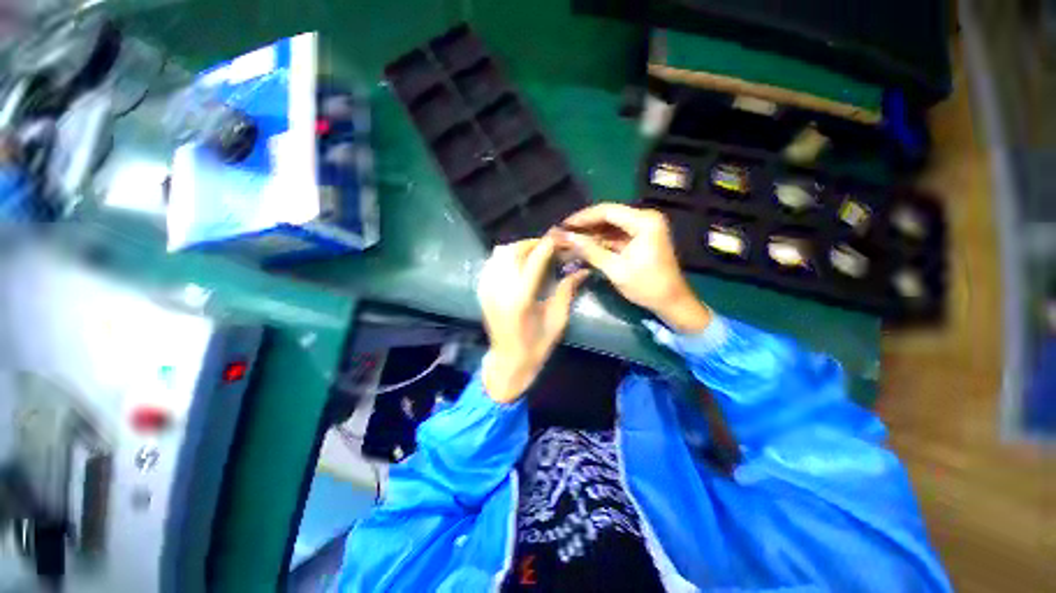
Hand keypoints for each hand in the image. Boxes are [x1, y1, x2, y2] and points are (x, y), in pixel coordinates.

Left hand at [477, 237, 588, 403]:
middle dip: (532, 243)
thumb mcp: (557, 320)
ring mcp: (487, 290)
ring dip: (517, 247)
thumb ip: (567, 291)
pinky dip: (504, 257)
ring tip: (533, 252)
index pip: (534, 261)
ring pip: (499, 253)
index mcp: (521, 299)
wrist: (508, 362)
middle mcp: (500, 290)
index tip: (559, 237)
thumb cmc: (537, 346)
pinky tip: (516, 263)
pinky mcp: (482, 292)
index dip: (548, 245)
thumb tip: (582, 270)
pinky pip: (490, 263)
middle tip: (547, 246)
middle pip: (513, 251)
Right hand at [555, 203, 710, 333]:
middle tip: (564, 233)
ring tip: (570, 239)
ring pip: (610, 225)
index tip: (563, 225)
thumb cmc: (646, 286)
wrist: (671, 302)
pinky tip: (585, 246)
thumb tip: (566, 237)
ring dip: (591, 233)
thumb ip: (590, 250)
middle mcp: (645, 218)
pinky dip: (601, 241)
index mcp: (644, 221)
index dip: (582, 217)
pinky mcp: (640, 238)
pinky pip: (616, 235)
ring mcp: (643, 228)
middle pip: (608, 216)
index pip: (607, 211)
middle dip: (585, 225)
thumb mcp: (615, 269)